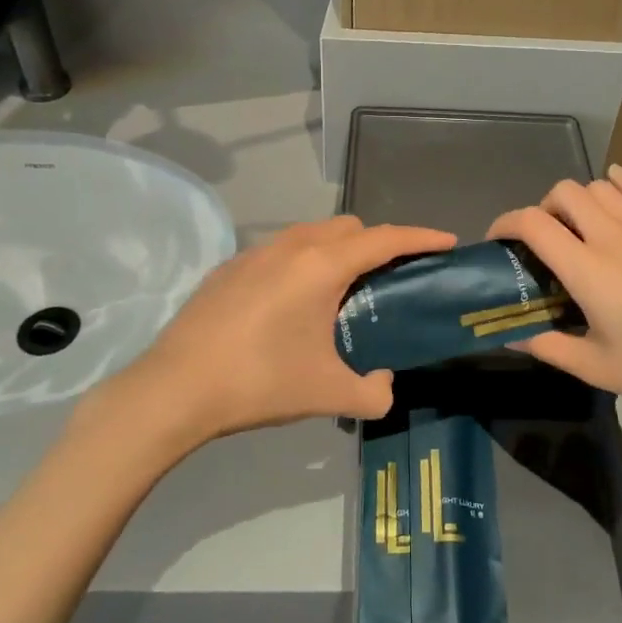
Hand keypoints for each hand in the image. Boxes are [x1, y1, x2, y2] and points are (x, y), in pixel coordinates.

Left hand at [89, 216, 456, 449]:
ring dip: (336, 250)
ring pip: (311, 234)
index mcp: (322, 266)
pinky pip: (279, 252)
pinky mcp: (228, 269)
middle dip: (377, 243)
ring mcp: (254, 253)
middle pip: (349, 227)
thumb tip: (383, 386)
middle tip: (388, 281)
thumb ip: (372, 392)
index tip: (447, 241)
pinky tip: (290, 307)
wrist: (174, 390)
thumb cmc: (260, 383)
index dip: (421, 237)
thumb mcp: (328, 394)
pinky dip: (301, 264)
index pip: (385, 239)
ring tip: (339, 293)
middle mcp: (291, 246)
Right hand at [487, 166, 621, 428]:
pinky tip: (614, 185)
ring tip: (577, 227)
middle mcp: (613, 237)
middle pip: (564, 193)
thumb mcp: (595, 367)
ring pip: (600, 187)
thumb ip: (546, 346)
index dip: (505, 224)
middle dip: (542, 209)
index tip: (498, 242)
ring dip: (578, 200)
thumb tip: (508, 337)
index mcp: (587, 270)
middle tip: (542, 242)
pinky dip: (620, 183)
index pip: (532, 223)